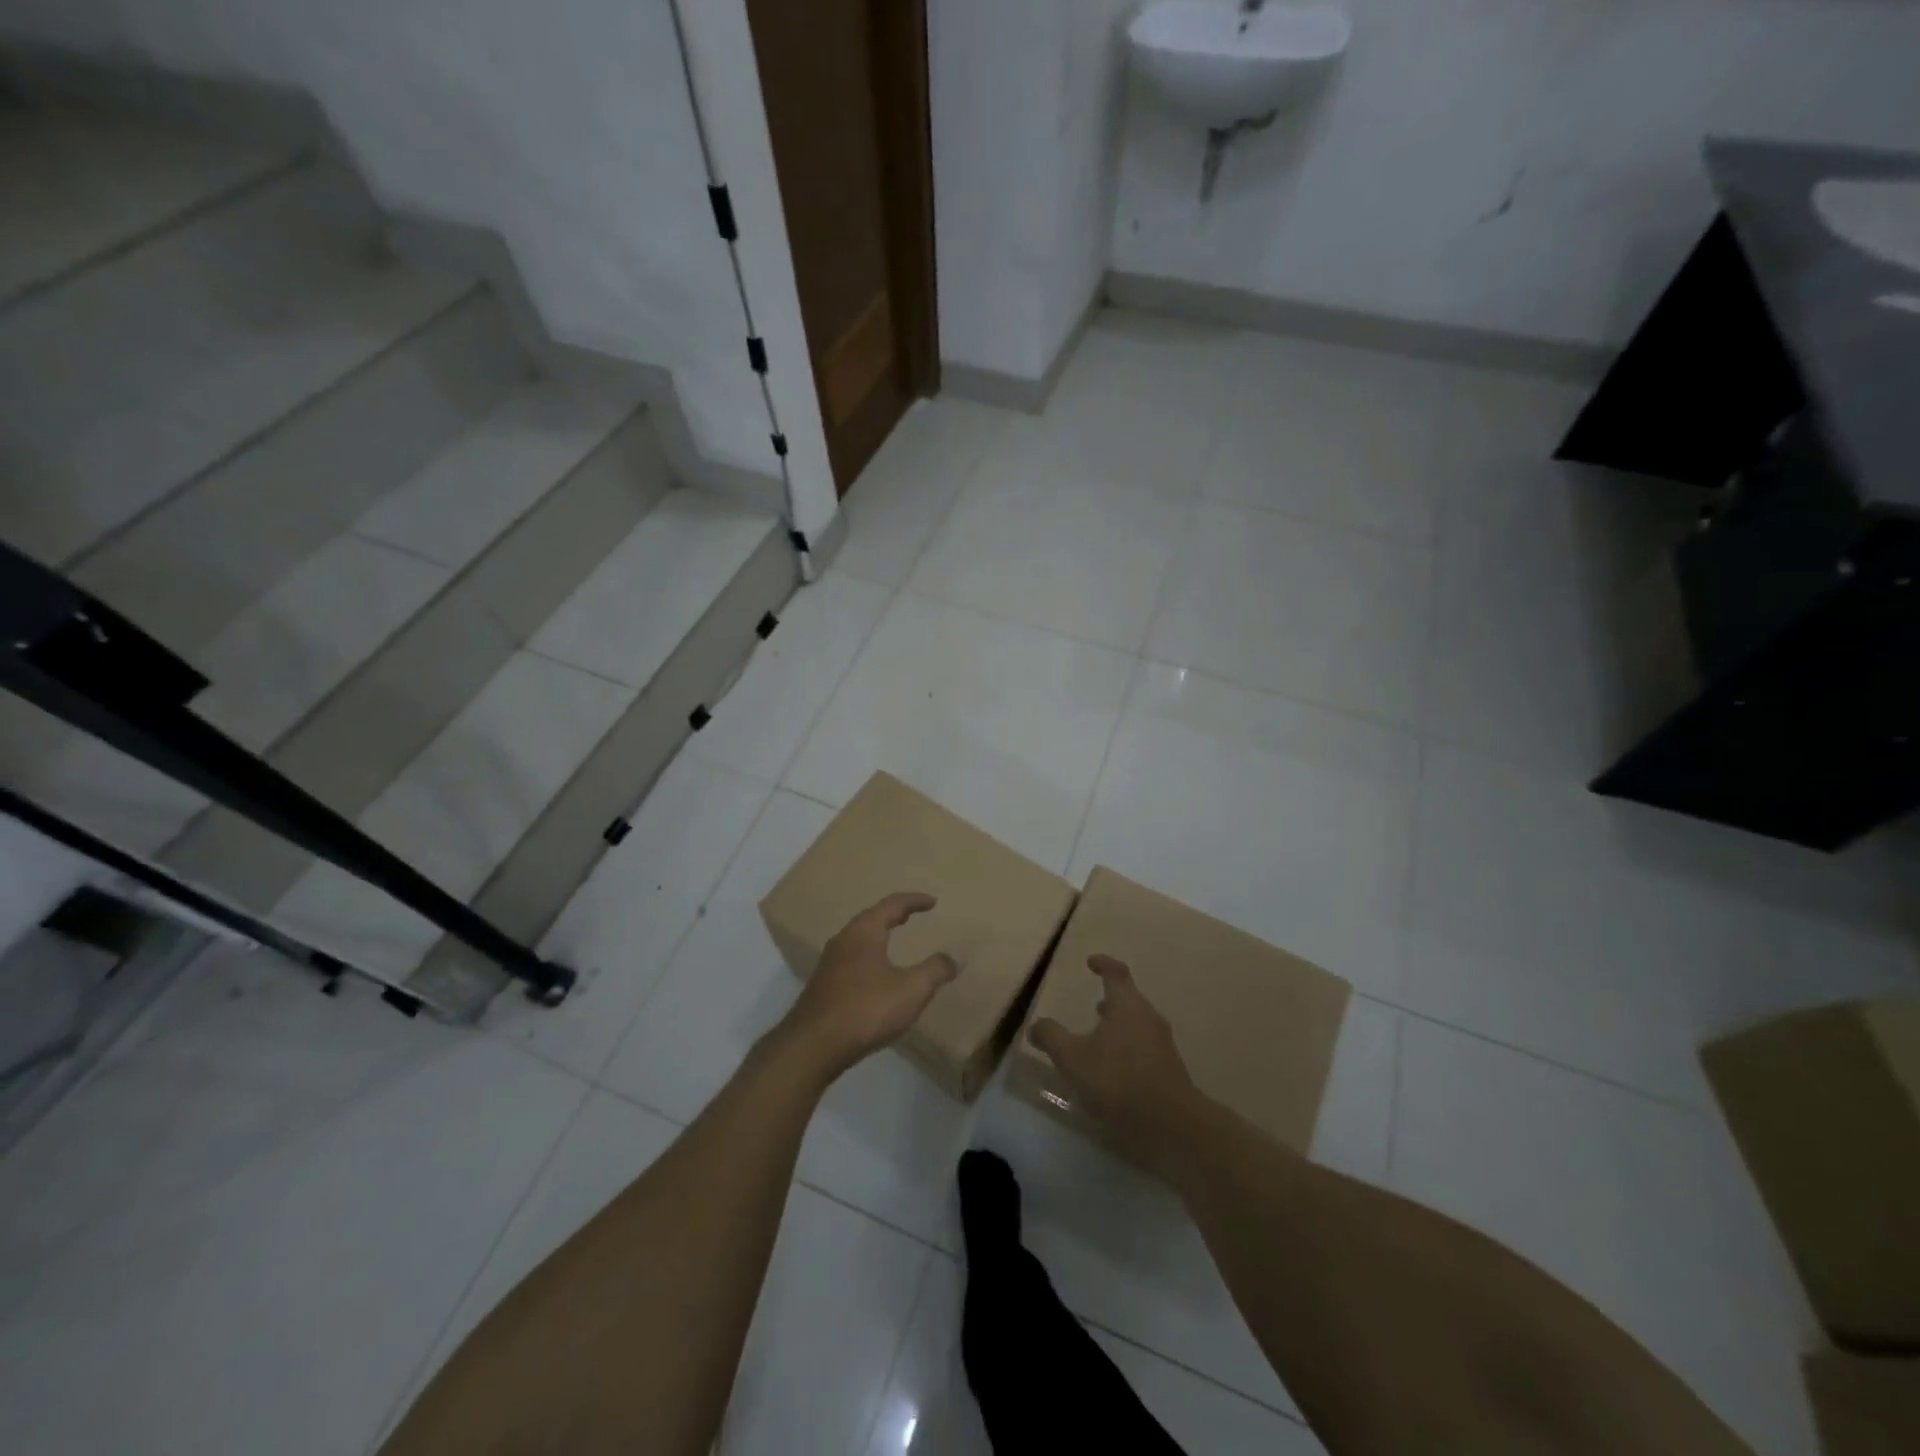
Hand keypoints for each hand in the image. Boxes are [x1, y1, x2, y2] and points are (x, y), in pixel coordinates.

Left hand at [774, 893, 958, 1081]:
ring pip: (859, 939)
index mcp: (865, 931)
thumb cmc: (866, 1009)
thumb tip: (955, 957)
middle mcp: (844, 939)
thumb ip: (935, 970)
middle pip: (872, 917)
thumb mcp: (911, 990)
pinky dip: (869, 955)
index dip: (914, 901)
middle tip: (913, 915)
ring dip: (878, 935)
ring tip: (895, 940)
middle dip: (894, 914)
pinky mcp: (823, 985)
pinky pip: (852, 959)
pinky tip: (876, 974)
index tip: (933, 902)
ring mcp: (829, 962)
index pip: (892, 904)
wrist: (813, 1045)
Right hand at [1028, 955, 1202, 1178]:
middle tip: (1093, 1005)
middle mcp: (1149, 1018)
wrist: (1171, 1125)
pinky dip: (1128, 1049)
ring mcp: (1163, 1045)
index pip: (1116, 973)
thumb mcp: (1073, 1058)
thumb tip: (1035, 1025)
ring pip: (1138, 1025)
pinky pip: (1144, 1049)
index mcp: (1127, 1005)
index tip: (1091, 961)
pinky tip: (1114, 1071)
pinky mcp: (1169, 1071)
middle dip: (1111, 1000)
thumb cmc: (1119, 1080)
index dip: (1103, 964)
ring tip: (1099, 1039)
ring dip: (1119, 1027)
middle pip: (1129, 1000)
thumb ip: (1051, 1037)